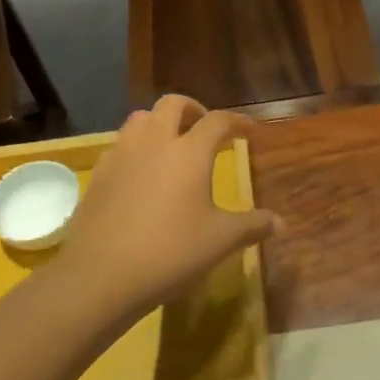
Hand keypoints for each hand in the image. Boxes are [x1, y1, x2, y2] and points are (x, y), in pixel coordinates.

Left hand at [55, 95, 279, 325]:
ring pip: (141, 118)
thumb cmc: (170, 252)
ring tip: (171, 145)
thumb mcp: (220, 241)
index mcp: (189, 152)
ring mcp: (121, 155)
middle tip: (205, 128)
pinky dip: (136, 148)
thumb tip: (280, 223)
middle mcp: (155, 142)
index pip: (218, 121)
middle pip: (173, 105)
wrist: (101, 275)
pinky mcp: (99, 174)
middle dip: (193, 110)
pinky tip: (141, 174)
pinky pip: (120, 145)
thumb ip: (252, 226)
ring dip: (160, 123)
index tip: (248, 130)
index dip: (237, 121)